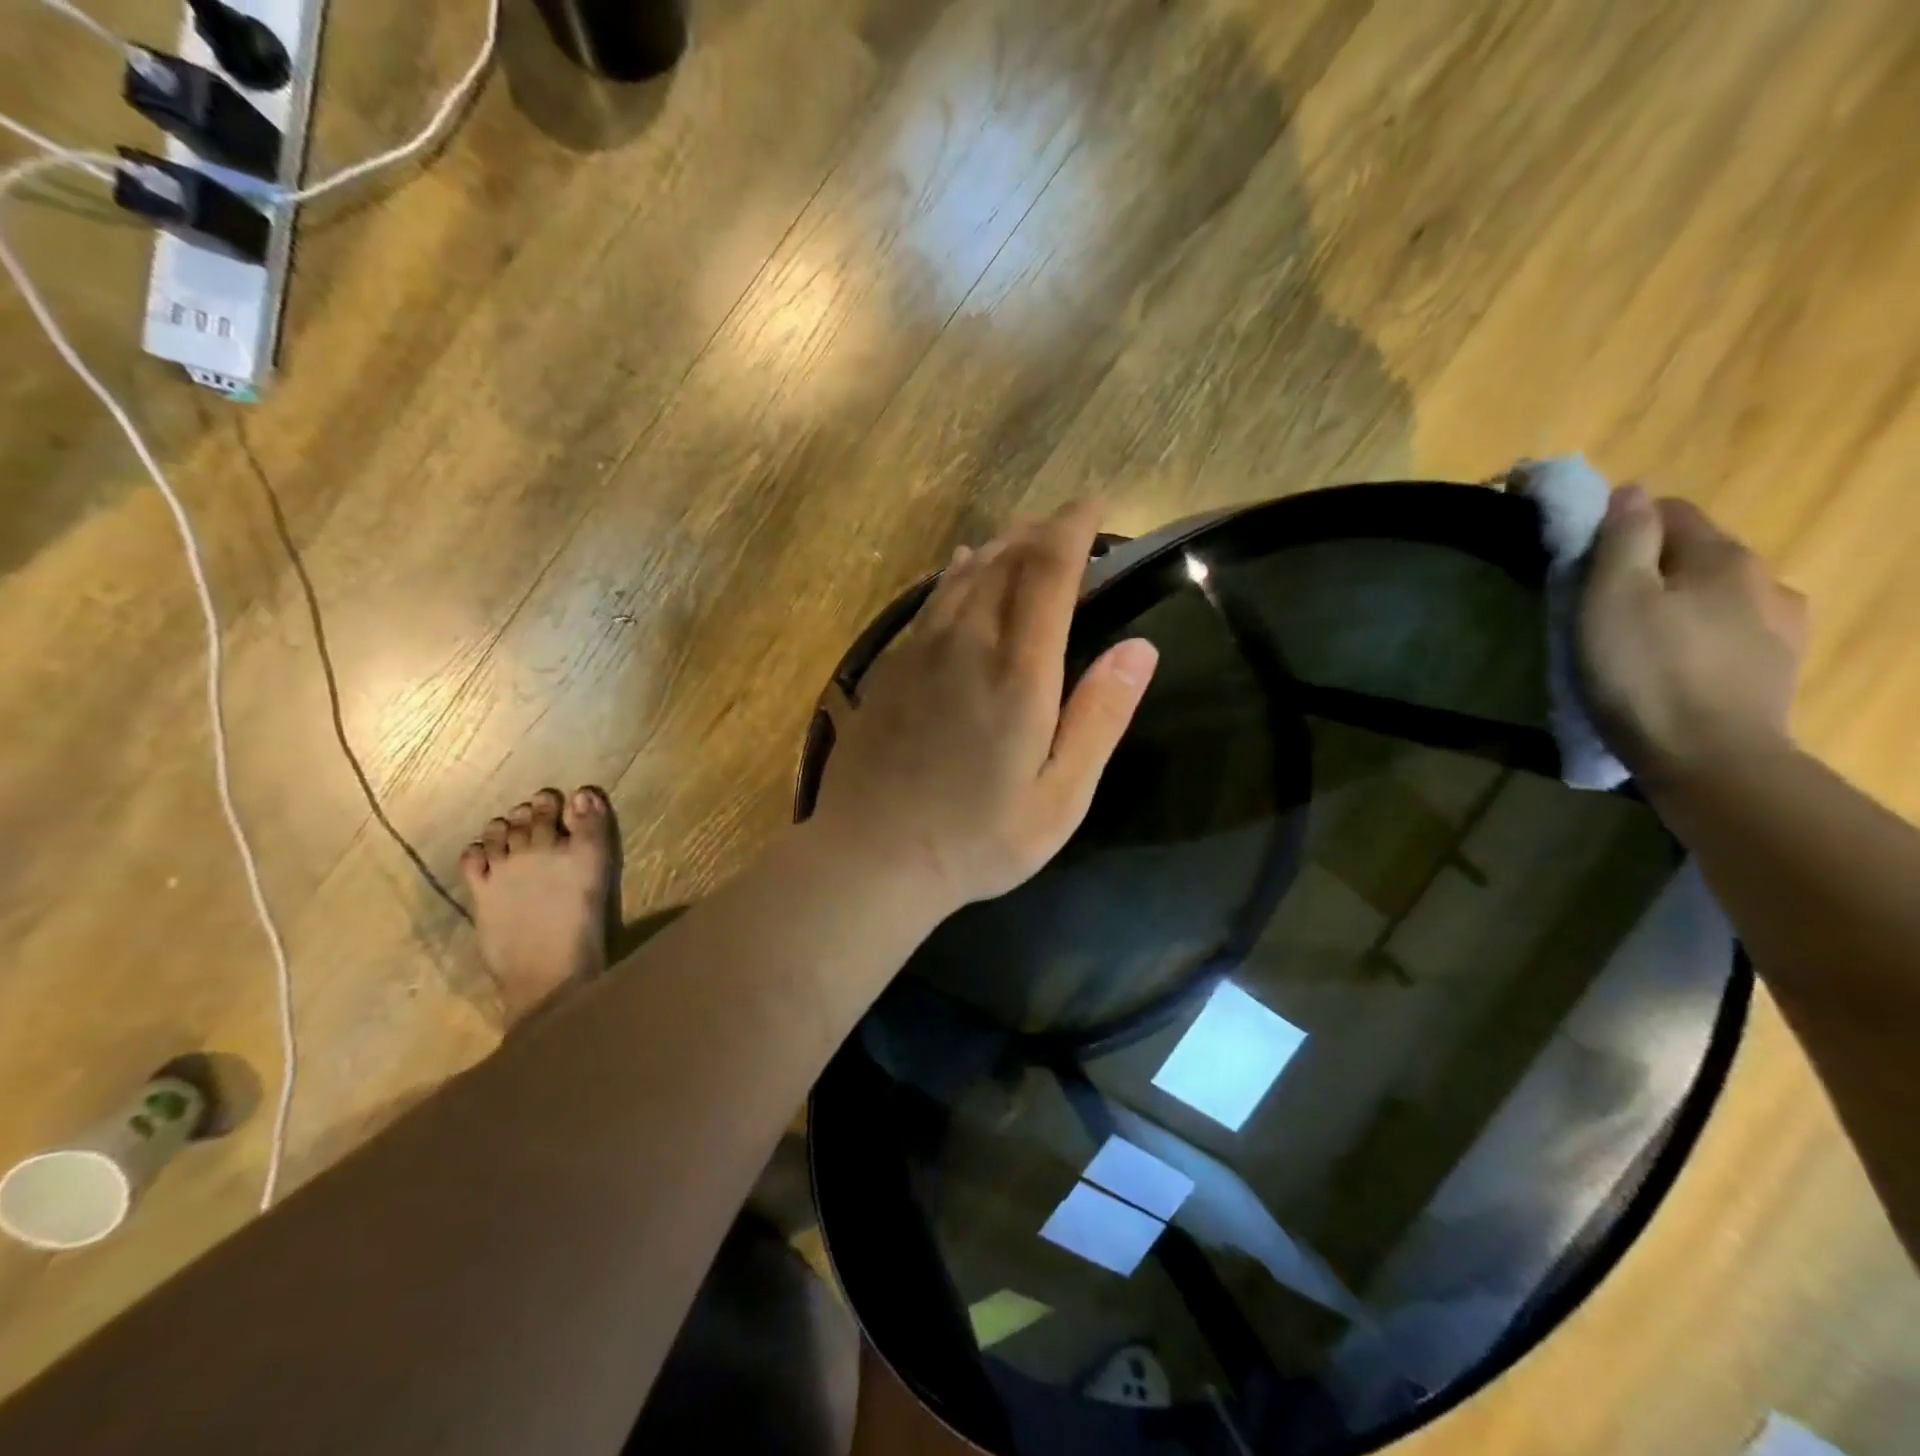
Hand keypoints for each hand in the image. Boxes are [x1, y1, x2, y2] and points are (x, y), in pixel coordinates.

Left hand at [810, 500, 1158, 913]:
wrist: (871, 856)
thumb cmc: (977, 839)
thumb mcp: (1060, 796)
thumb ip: (1099, 717)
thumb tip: (1140, 647)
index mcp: (1018, 673)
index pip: (1049, 572)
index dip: (1073, 529)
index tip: (1093, 506)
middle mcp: (967, 644)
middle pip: (1005, 561)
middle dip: (1040, 532)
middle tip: (1066, 522)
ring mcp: (920, 652)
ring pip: (964, 575)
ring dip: (999, 547)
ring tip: (1024, 536)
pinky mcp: (890, 668)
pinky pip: (930, 600)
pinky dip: (957, 574)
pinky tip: (962, 570)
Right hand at [1579, 485, 1808, 787]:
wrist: (1710, 758)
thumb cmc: (1645, 673)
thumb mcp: (1612, 599)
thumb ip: (1622, 540)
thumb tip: (1630, 492)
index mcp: (1722, 556)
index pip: (1669, 512)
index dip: (1621, 528)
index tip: (1584, 562)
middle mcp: (1765, 579)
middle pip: (1695, 555)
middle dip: (1649, 571)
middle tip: (1600, 609)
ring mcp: (1781, 626)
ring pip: (1716, 596)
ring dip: (1679, 606)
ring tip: (1638, 645)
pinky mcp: (1778, 668)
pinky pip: (1731, 634)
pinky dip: (1700, 640)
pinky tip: (1675, 669)